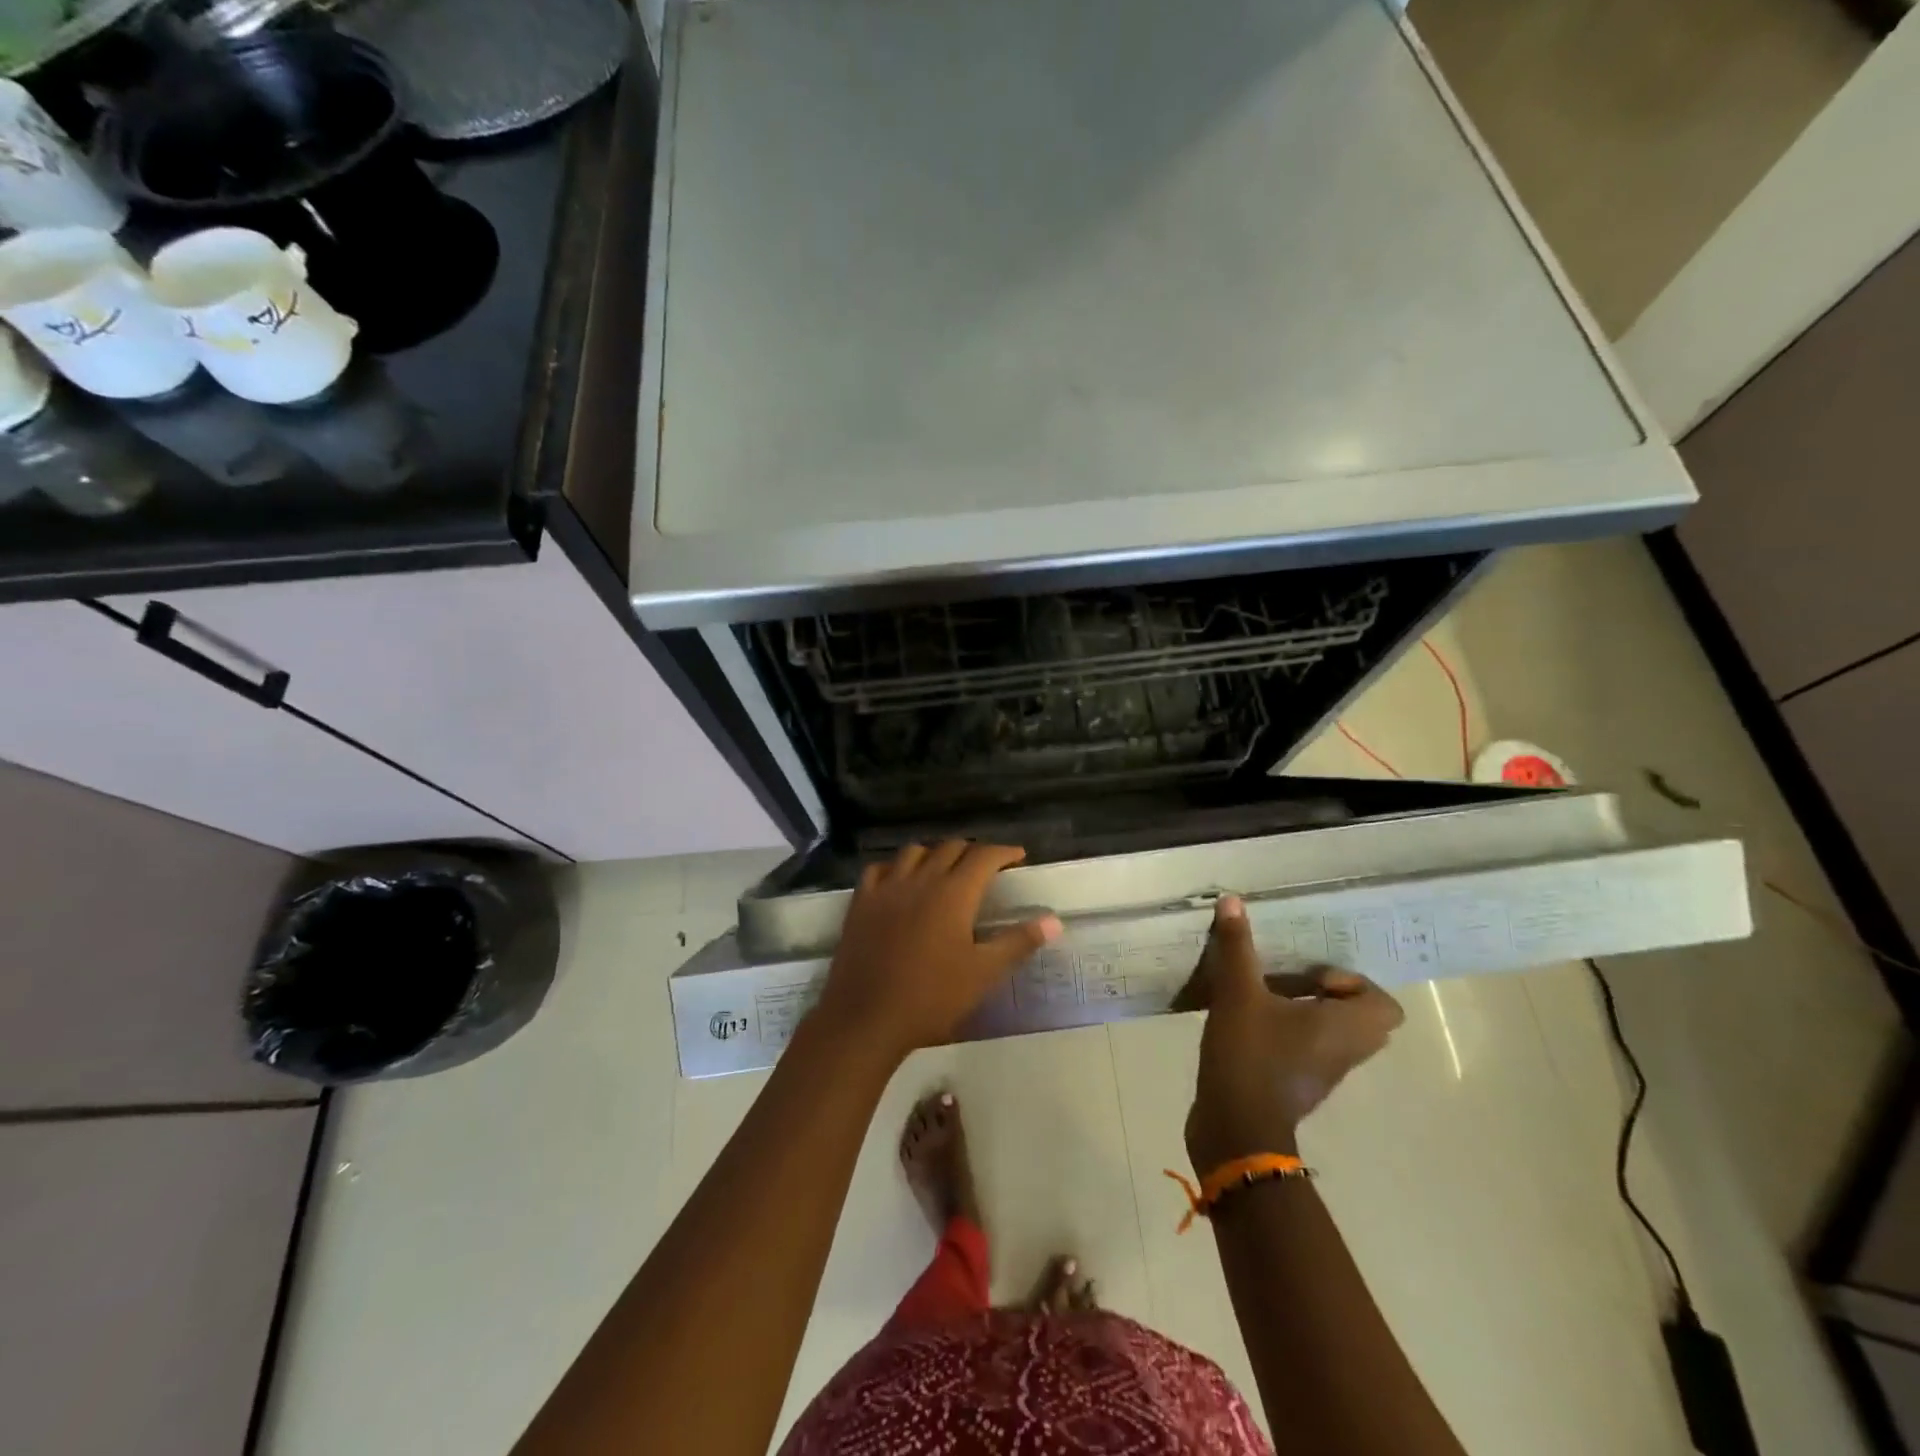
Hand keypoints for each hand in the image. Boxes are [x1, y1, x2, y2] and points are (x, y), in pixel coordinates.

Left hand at [813, 841, 1061, 1060]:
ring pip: (914, 852)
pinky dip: (896, 867)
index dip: (1004, 852)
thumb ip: (1019, 942)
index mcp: (953, 892)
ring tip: (944, 870)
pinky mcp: (861, 902)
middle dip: (973, 851)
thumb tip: (1054, 921)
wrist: (866, 1018)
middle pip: (950, 848)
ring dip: (935, 854)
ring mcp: (886, 888)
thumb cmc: (931, 997)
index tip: (1018, 856)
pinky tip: (900, 881)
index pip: (984, 856)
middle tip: (986, 867)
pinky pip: (879, 869)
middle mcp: (921, 879)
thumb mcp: (983, 973)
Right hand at [1173, 896, 1403, 1167]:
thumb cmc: (1250, 1056)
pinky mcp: (1296, 1085)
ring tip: (1267, 994)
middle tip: (1292, 980)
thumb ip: (1237, 948)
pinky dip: (1290, 1032)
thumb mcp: (1238, 993)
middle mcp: (1344, 1052)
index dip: (1355, 984)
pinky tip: (1251, 1019)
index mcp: (1345, 1028)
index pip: (1386, 1005)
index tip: (1312, 977)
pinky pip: (1308, 1050)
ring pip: (1334, 1035)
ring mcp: (1322, 1072)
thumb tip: (1233, 900)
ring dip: (1308, 1012)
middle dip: (1330, 995)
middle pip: (1361, 1019)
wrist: (1235, 1129)